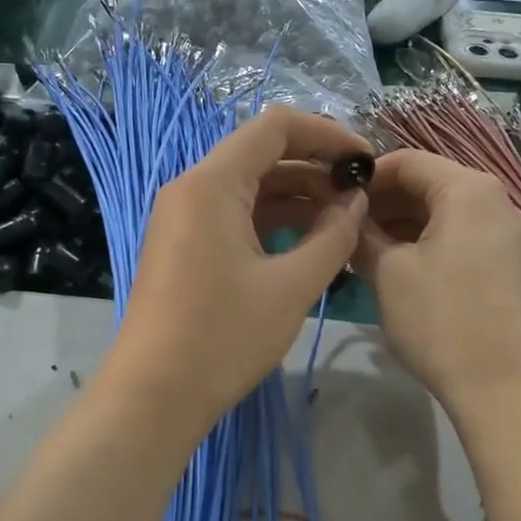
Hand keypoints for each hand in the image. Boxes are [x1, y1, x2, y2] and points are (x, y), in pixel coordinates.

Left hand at [106, 107, 371, 436]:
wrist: (154, 394)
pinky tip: (310, 241)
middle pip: (262, 154)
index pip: (276, 126)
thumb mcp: (292, 286)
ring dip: (298, 196)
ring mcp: (184, 217)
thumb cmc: (224, 336)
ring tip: (345, 219)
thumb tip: (356, 200)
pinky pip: (235, 215)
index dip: (328, 134)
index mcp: (213, 183)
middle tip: (362, 194)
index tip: (367, 160)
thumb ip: (333, 235)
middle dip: (316, 167)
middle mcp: (192, 188)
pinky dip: (273, 220)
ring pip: (250, 187)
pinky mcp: (185, 245)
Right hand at [353, 149, 520, 413]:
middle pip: (429, 184)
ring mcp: (508, 235)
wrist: (504, 388)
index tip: (334, 198)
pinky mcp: (510, 265)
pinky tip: (397, 268)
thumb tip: (349, 215)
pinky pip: (461, 237)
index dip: (366, 176)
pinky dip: (427, 243)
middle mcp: (496, 200)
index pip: (408, 161)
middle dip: (384, 202)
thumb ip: (363, 234)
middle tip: (344, 228)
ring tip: (363, 251)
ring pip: (444, 213)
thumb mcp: (388, 272)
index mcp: (468, 189)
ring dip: (402, 225)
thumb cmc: (441, 320)